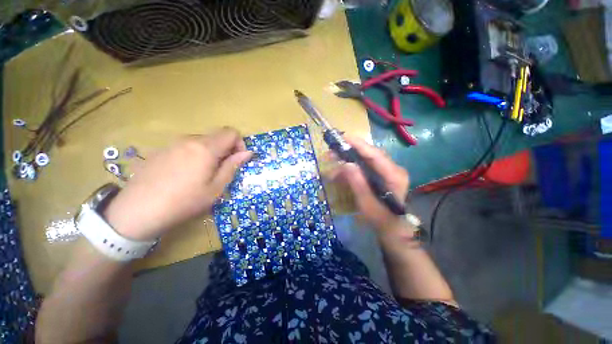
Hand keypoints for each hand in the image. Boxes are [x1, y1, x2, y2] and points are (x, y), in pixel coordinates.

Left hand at [104, 127, 252, 240]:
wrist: (137, 211)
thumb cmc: (184, 201)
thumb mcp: (216, 188)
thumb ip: (233, 166)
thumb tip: (247, 152)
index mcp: (205, 148)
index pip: (231, 132)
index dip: (239, 143)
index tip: (237, 160)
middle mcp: (189, 140)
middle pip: (216, 136)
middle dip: (226, 150)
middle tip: (221, 171)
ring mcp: (173, 143)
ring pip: (202, 141)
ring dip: (211, 153)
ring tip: (203, 174)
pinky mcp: (161, 150)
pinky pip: (186, 146)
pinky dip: (195, 155)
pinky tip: (184, 174)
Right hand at [328, 136, 409, 231]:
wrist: (393, 229)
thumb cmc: (381, 219)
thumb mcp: (367, 204)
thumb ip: (357, 183)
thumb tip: (346, 164)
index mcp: (393, 175)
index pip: (375, 154)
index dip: (358, 144)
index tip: (343, 137)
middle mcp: (392, 169)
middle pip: (369, 154)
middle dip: (350, 151)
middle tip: (332, 151)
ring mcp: (387, 172)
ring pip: (365, 160)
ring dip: (348, 159)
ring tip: (332, 160)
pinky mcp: (381, 176)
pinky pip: (365, 167)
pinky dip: (351, 168)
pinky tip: (340, 172)